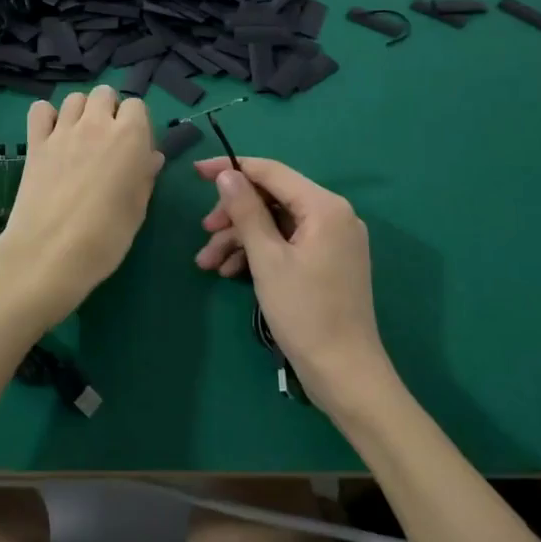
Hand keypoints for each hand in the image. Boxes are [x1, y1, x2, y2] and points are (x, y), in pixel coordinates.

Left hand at [0, 87, 162, 325]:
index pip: (137, 106)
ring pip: (74, 98)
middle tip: (108, 142)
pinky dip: (47, 116)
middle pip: (105, 94)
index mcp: (130, 137)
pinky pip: (40, 110)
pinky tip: (52, 137)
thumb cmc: (106, 237)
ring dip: (81, 111)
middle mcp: (97, 124)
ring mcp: (63, 130)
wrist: (50, 253)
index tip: (135, 150)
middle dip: (109, 110)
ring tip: (80, 139)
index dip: (137, 125)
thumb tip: (150, 157)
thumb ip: (145, 176)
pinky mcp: (35, 142)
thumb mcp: (137, 209)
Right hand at [191, 157, 394, 410]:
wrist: (345, 373)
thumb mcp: (267, 259)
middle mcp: (334, 214)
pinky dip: (260, 253)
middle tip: (204, 234)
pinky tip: (232, 272)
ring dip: (241, 238)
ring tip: (209, 263)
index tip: (196, 172)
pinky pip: (288, 243)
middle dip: (234, 215)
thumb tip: (227, 175)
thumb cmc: (305, 313)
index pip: (271, 172)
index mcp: (324, 206)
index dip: (231, 169)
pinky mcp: (329, 261)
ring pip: (276, 223)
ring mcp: (333, 239)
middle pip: (273, 198)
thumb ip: (246, 211)